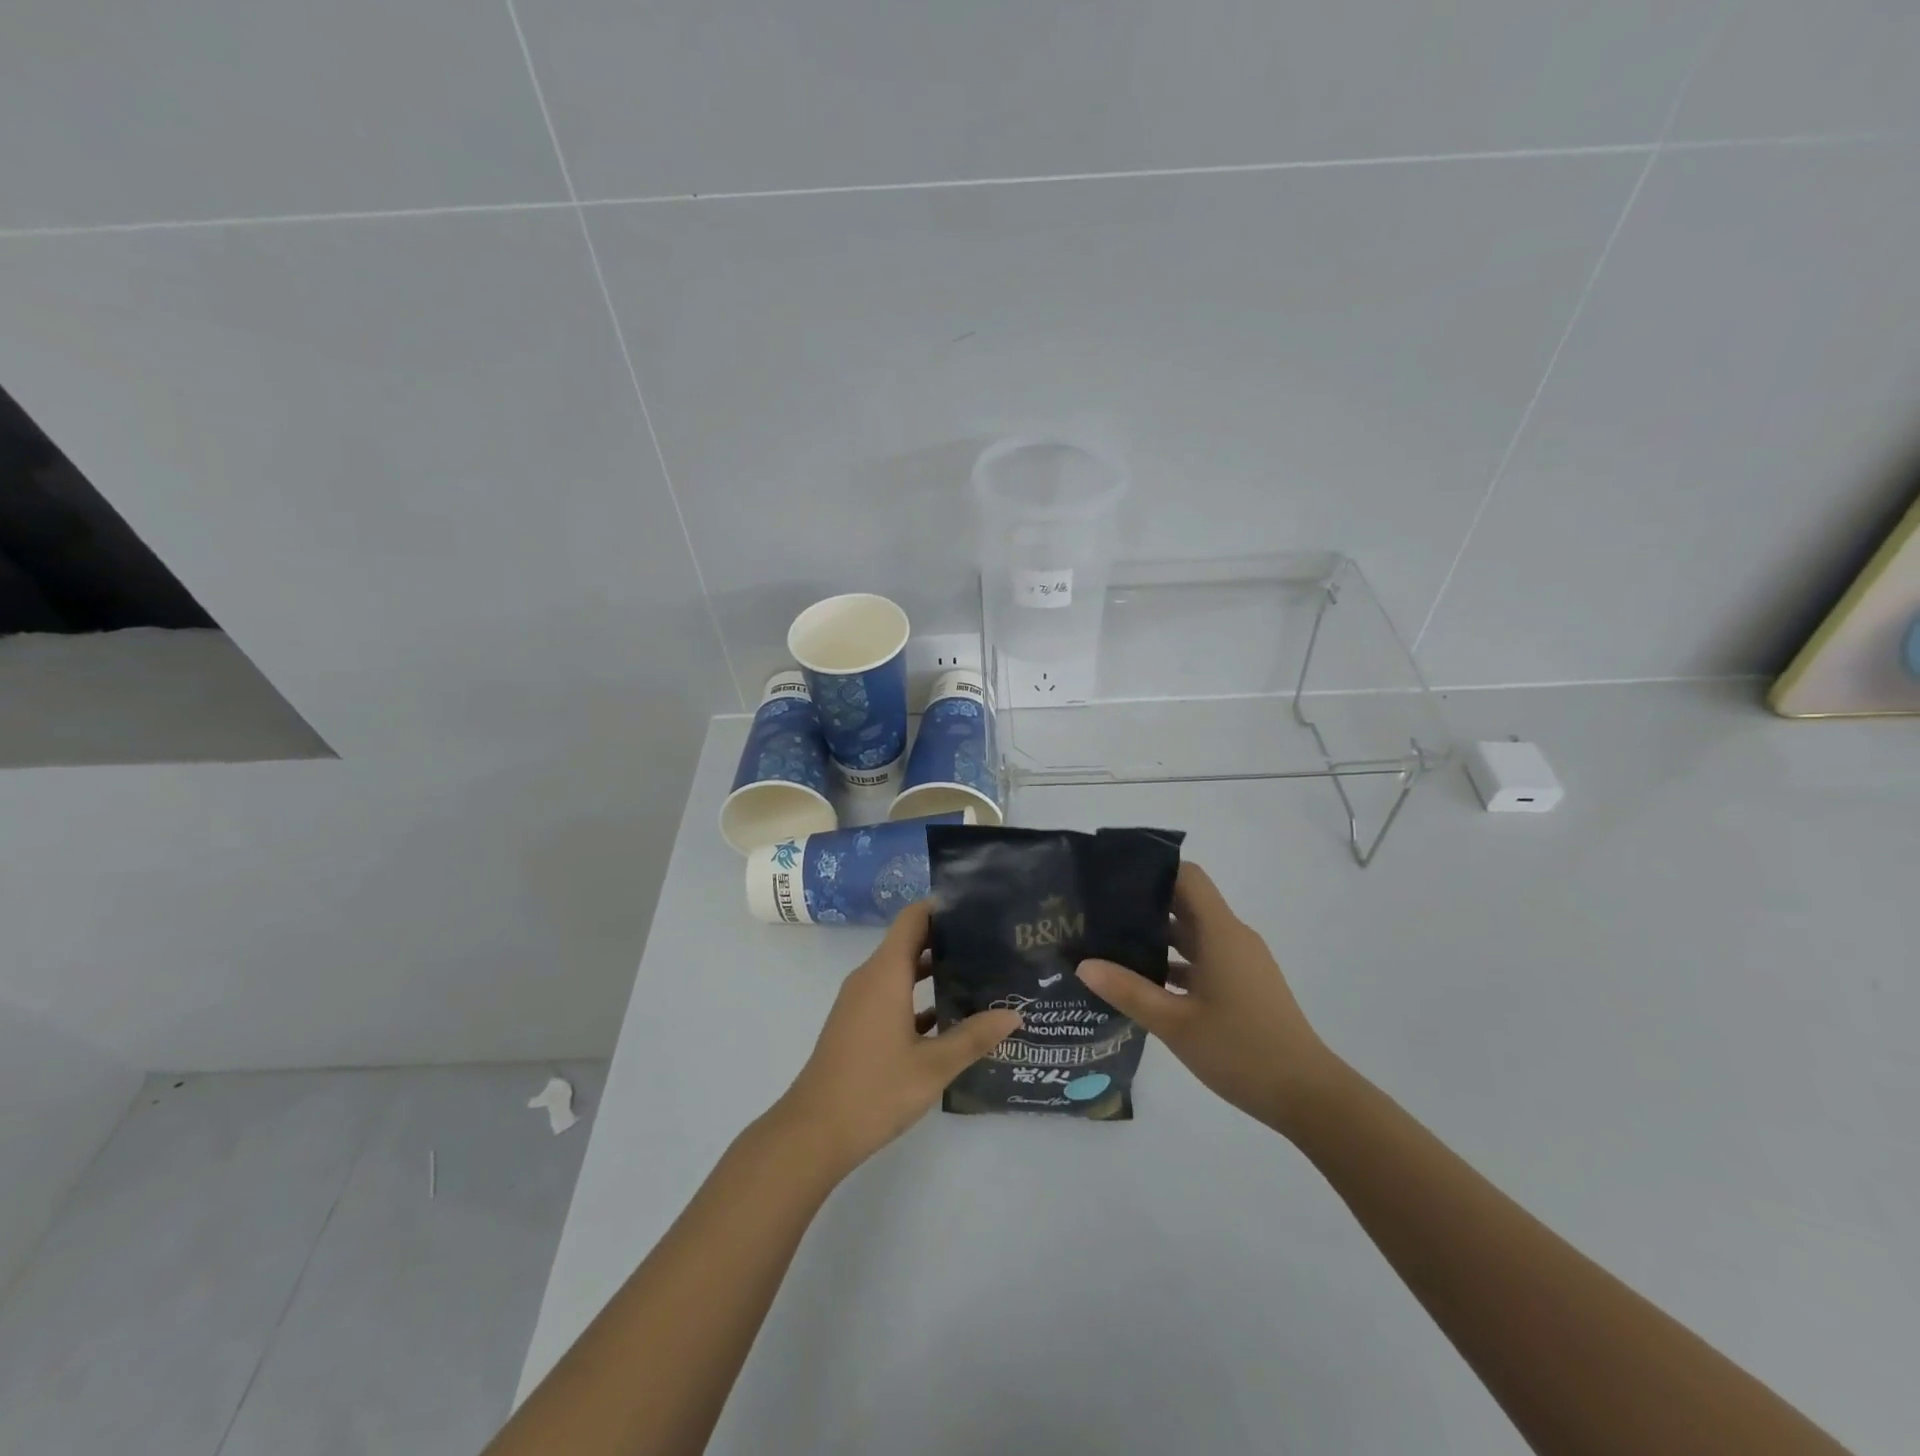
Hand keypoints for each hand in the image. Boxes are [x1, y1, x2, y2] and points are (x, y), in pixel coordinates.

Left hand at [774, 901, 1022, 1179]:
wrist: (813, 1132)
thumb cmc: (874, 1090)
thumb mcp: (933, 1066)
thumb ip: (974, 1037)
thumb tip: (1014, 1014)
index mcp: (885, 973)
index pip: (913, 918)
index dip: (943, 908)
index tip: (978, 909)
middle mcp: (870, 977)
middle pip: (909, 941)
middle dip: (947, 939)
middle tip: (991, 944)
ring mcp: (860, 1001)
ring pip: (901, 970)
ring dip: (934, 970)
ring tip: (979, 975)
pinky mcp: (857, 1023)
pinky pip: (891, 994)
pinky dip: (918, 996)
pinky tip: (950, 1017)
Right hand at [1076, 862, 1334, 1133]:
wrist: (1308, 1096)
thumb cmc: (1241, 1050)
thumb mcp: (1175, 1023)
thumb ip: (1128, 991)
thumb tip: (1083, 964)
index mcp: (1220, 933)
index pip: (1187, 876)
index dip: (1153, 868)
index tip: (1114, 874)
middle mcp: (1232, 938)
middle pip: (1186, 903)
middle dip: (1144, 903)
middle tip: (1099, 910)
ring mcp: (1241, 963)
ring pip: (1194, 934)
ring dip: (1157, 936)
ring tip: (1111, 944)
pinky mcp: (1244, 986)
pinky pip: (1204, 959)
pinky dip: (1176, 963)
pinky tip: (1144, 982)